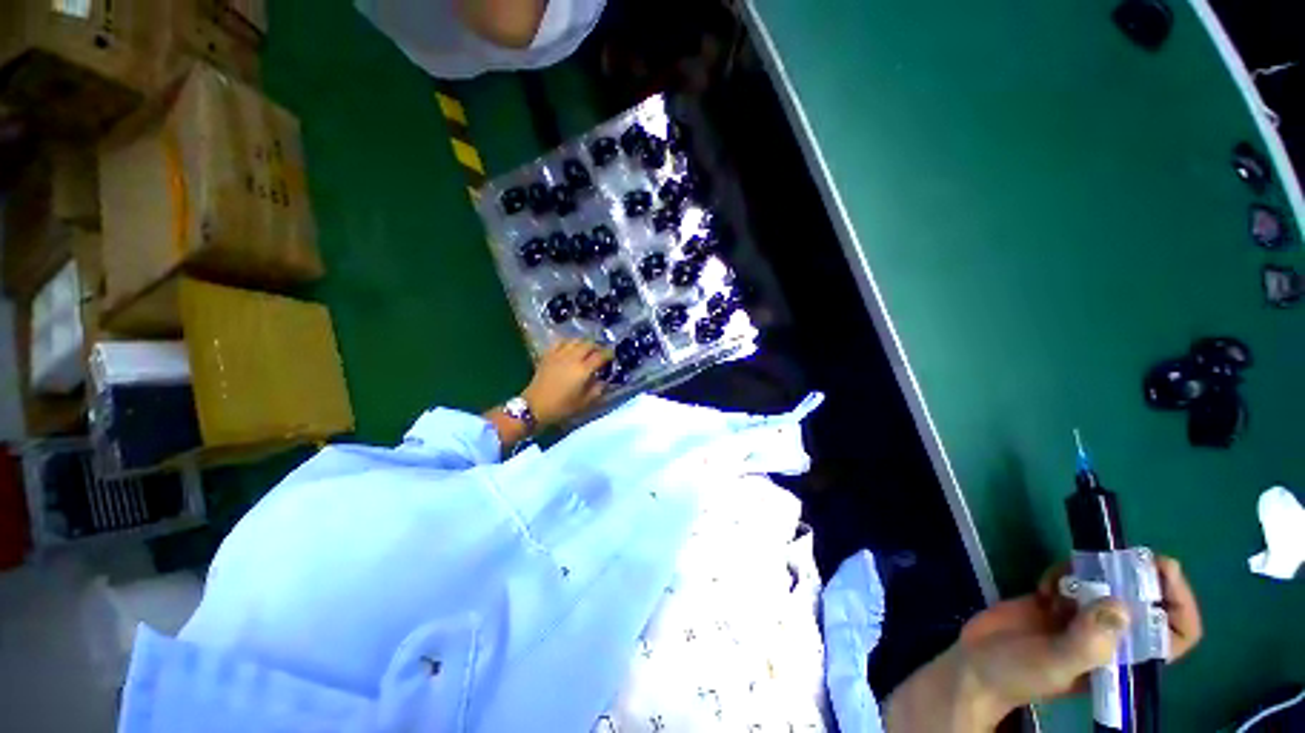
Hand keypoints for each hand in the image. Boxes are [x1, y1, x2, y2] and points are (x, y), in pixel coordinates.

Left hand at [521, 339, 611, 426]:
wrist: (534, 406)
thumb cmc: (561, 407)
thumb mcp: (584, 402)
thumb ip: (597, 389)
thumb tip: (604, 380)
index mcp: (583, 370)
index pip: (601, 355)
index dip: (609, 354)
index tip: (613, 356)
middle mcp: (572, 358)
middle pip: (589, 344)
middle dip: (598, 346)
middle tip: (601, 352)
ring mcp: (559, 354)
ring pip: (576, 340)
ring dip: (584, 343)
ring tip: (587, 349)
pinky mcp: (548, 354)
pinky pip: (560, 341)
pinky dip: (568, 342)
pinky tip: (570, 347)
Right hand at [957, 556, 1202, 722]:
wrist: (976, 663)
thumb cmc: (1019, 674)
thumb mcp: (1054, 664)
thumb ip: (1087, 641)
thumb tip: (1121, 605)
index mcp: (1124, 659)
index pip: (1173, 634)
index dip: (1179, 603)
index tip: (1163, 570)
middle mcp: (1112, 637)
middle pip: (1145, 601)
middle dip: (1139, 576)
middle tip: (1121, 556)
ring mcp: (1084, 618)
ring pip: (1109, 584)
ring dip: (1093, 572)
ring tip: (1065, 580)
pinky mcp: (1057, 602)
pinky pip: (1074, 578)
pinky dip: (1062, 572)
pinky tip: (1042, 585)